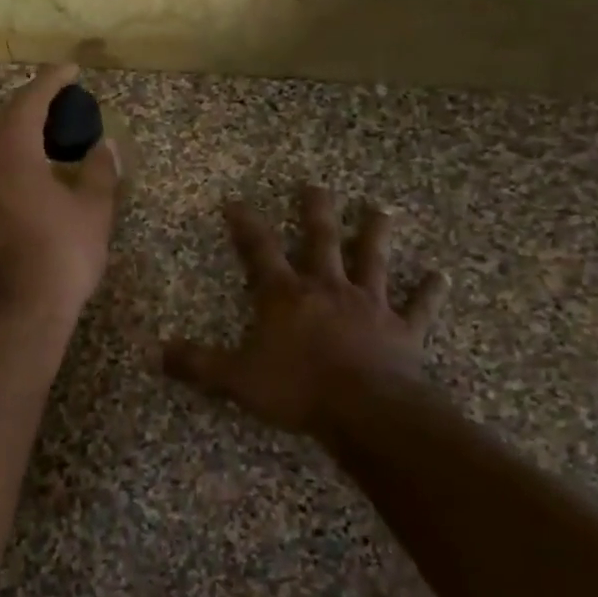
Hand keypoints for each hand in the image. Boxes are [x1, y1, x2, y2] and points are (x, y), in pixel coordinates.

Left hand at [0, 65, 121, 326]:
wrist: (16, 313)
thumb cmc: (61, 257)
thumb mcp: (94, 211)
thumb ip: (100, 171)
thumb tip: (105, 147)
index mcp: (10, 151)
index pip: (30, 101)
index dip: (52, 81)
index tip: (71, 70)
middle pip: (1, 117)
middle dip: (30, 104)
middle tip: (58, 102)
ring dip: (11, 130)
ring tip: (38, 133)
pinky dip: (0, 156)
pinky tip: (19, 170)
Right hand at [163, 186, 445, 439]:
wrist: (367, 412)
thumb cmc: (298, 390)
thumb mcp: (237, 379)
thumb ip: (198, 364)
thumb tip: (156, 353)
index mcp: (286, 297)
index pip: (259, 251)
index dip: (245, 225)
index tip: (235, 201)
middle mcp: (328, 289)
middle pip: (321, 240)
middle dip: (316, 211)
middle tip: (316, 185)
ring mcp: (369, 306)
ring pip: (373, 260)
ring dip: (376, 234)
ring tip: (380, 209)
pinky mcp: (403, 330)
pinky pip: (419, 307)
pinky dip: (430, 292)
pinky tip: (441, 275)